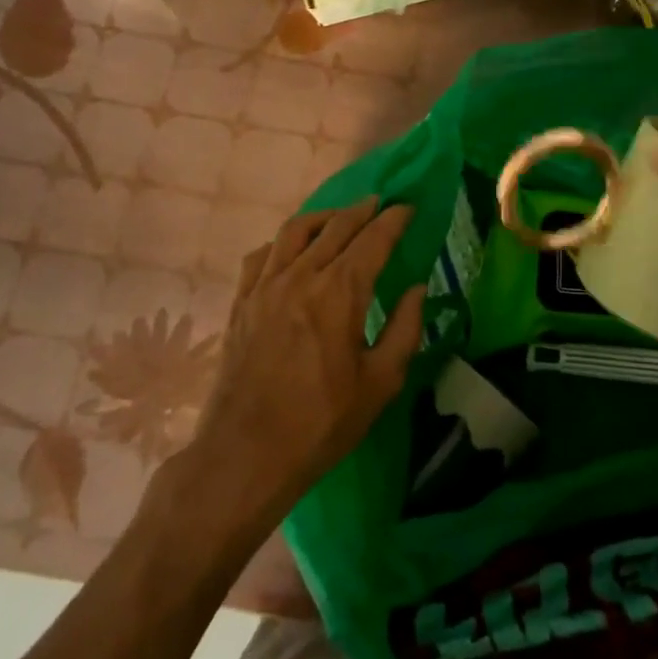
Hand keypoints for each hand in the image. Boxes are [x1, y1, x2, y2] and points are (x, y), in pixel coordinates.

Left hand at [193, 198, 423, 512]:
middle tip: (380, 203)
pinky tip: (291, 249)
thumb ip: (405, 329)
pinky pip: (262, 254)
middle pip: (336, 226)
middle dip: (363, 210)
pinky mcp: (241, 302)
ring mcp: (265, 285)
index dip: (394, 220)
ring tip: (339, 217)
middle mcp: (301, 275)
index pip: (373, 239)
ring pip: (295, 230)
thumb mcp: (380, 382)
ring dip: (323, 216)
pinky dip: (282, 241)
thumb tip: (417, 289)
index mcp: (340, 292)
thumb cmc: (321, 422)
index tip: (408, 208)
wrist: (246, 454)